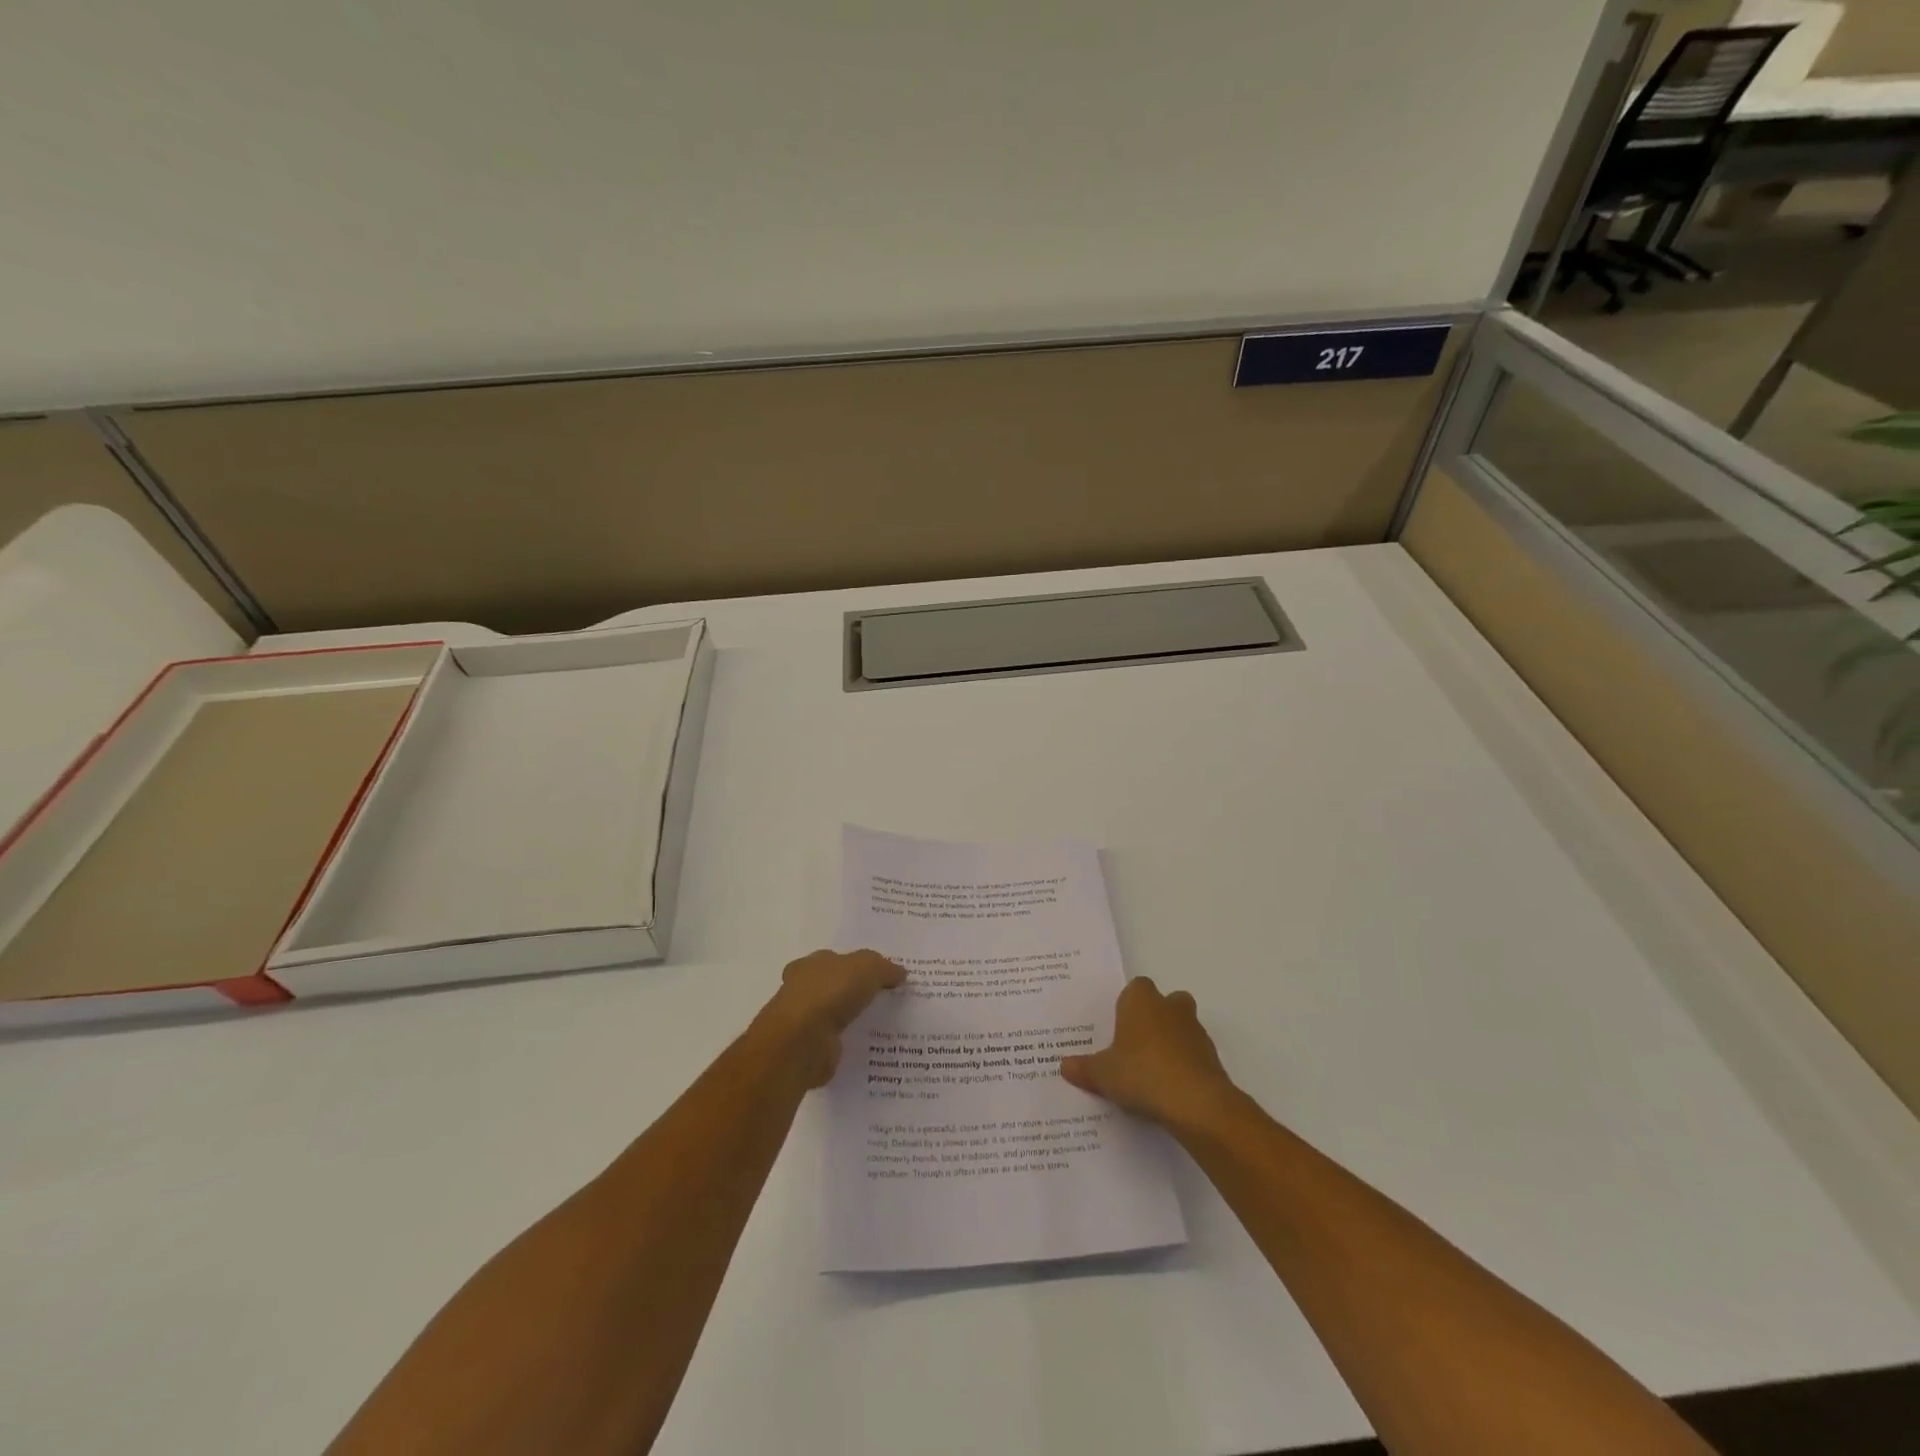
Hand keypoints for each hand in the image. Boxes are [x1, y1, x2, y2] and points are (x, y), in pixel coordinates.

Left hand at [755, 949, 906, 1087]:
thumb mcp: (867, 968)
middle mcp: (802, 990)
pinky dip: (848, 1044)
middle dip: (853, 994)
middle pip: (832, 988)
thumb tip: (899, 973)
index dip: (855, 966)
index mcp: (810, 965)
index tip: (879, 977)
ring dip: (851, 1020)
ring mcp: (803, 1022)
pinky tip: (869, 1048)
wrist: (801, 1042)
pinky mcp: (809, 1050)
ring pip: (833, 1016)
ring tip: (882, 1026)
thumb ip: (884, 968)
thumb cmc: (830, 993)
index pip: (834, 961)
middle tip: (884, 1000)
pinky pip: (835, 1043)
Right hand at [1060, 977, 1236, 1131]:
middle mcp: (1170, 1007)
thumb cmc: (1142, 1074)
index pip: (1136, 987)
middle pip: (1165, 1002)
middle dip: (1155, 1018)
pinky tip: (1170, 1089)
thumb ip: (1083, 1068)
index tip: (1118, 1025)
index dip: (1128, 1004)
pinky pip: (1194, 1054)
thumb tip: (1064, 1066)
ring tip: (1152, 1071)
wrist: (1195, 1103)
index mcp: (1141, 1001)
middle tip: (1136, 1044)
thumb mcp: (1103, 1074)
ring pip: (1183, 1026)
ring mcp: (1195, 1031)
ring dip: (1172, 1041)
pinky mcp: (1212, 1057)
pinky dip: (1185, 1065)